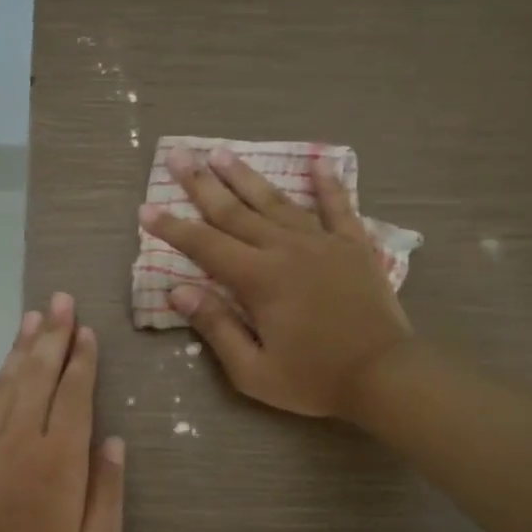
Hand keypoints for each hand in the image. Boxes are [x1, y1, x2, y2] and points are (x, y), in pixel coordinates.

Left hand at [0, 292, 125, 531]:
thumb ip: (107, 491)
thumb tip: (112, 441)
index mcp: (60, 459)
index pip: (74, 394)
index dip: (82, 360)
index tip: (87, 330)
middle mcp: (21, 441)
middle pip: (38, 376)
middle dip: (53, 336)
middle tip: (61, 301)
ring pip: (4, 386)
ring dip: (18, 350)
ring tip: (31, 318)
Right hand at [140, 145, 412, 419]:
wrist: (385, 376)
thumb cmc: (313, 379)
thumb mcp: (252, 370)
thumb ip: (216, 327)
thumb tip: (178, 292)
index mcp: (259, 279)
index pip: (205, 245)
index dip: (172, 228)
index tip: (146, 208)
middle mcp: (286, 249)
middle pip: (235, 211)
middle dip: (202, 184)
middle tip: (178, 156)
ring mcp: (322, 243)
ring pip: (276, 202)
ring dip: (246, 176)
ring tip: (222, 152)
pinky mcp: (353, 247)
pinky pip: (338, 208)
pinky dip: (328, 184)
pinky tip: (319, 161)